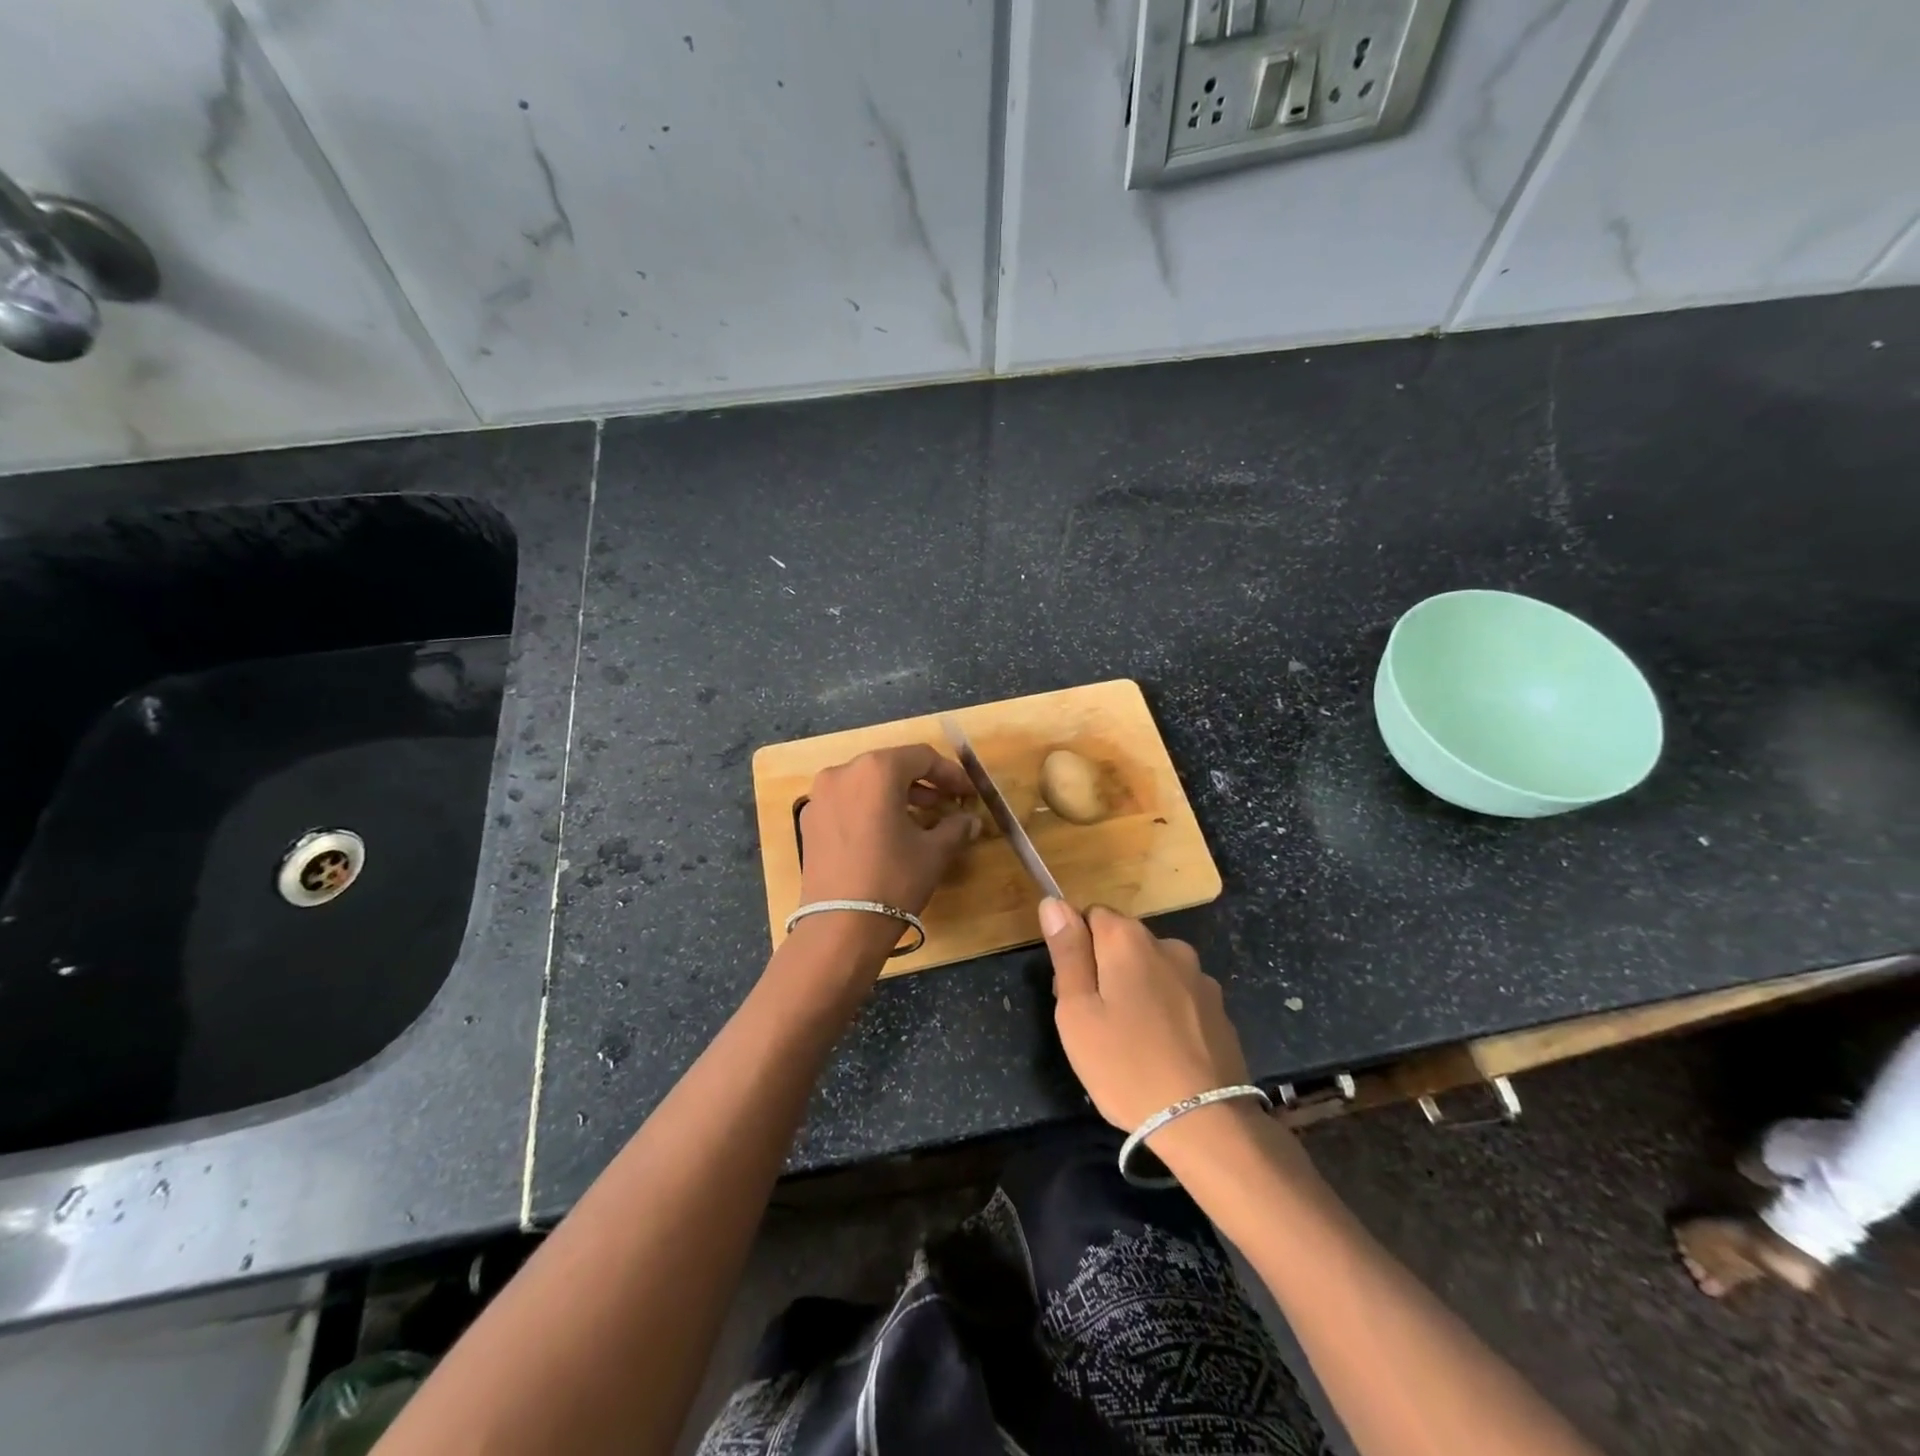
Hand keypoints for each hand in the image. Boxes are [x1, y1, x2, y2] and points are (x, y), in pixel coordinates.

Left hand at [797, 745, 977, 916]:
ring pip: (867, 783)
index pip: (922, 757)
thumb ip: (956, 827)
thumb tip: (969, 820)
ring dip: (896, 795)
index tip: (968, 793)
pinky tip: (887, 833)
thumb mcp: (934, 852)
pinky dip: (870, 808)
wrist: (840, 927)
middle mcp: (843, 772)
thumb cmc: (894, 880)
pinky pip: (847, 802)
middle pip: (891, 766)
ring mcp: (820, 796)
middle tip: (947, 804)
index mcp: (876, 770)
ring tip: (922, 819)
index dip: (951, 774)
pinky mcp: (809, 821)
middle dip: (923, 783)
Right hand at [1039, 899, 1250, 1131]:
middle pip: (1122, 942)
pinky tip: (1163, 1052)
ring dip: (1138, 990)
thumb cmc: (1125, 1065)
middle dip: (1105, 970)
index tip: (1072, 992)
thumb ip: (1067, 953)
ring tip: (1131, 1043)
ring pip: (1152, 970)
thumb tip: (1053, 902)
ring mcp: (1199, 977)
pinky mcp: (1220, 1009)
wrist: (1205, 1122)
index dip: (1076, 949)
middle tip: (1096, 1024)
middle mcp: (1168, 945)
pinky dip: (1166, 1012)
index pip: (1090, 916)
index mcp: (1128, 940)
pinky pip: (1179, 996)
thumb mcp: (1078, 1012)